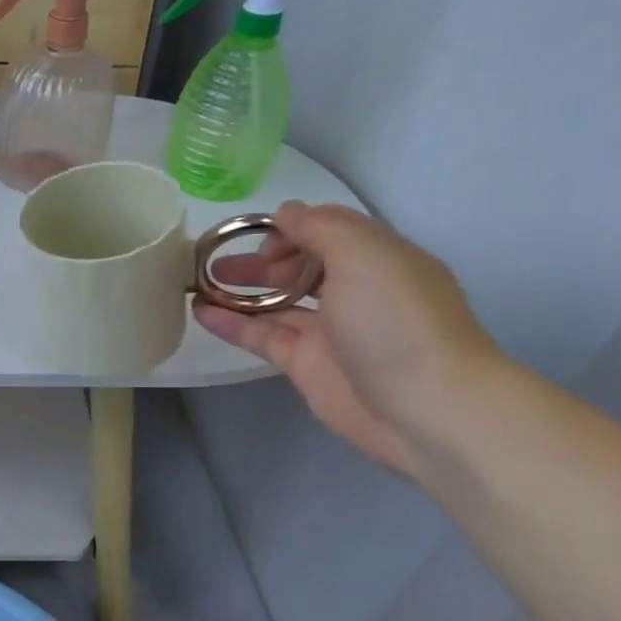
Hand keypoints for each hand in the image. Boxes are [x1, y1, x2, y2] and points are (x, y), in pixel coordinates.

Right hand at [193, 201, 500, 479]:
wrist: (423, 407)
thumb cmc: (396, 321)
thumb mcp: (364, 256)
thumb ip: (320, 228)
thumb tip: (284, 213)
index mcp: (377, 258)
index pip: (328, 229)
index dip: (291, 227)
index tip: (256, 236)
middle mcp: (354, 290)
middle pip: (299, 264)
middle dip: (260, 257)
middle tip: (217, 260)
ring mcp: (328, 329)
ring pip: (276, 301)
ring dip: (240, 288)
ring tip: (197, 280)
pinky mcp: (305, 363)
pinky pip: (261, 335)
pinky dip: (231, 322)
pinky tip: (200, 311)